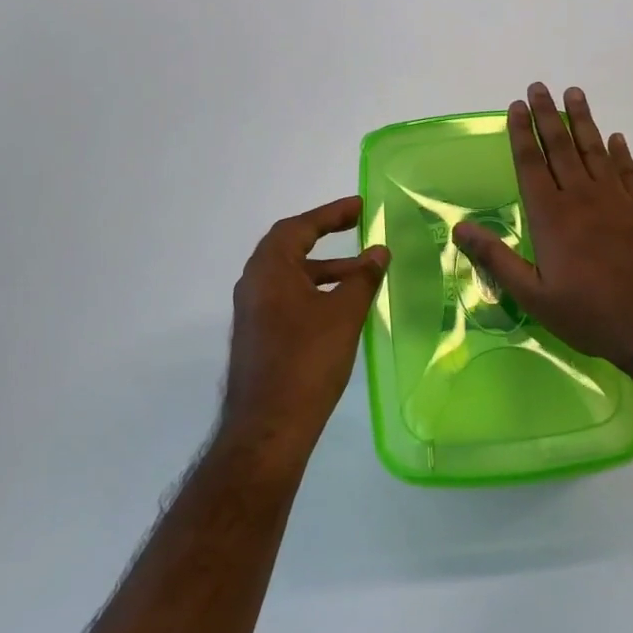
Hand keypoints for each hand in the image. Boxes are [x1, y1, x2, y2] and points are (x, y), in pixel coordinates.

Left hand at [222, 197, 388, 468]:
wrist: (269, 426)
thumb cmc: (307, 360)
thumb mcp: (343, 314)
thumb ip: (362, 278)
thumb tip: (379, 251)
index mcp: (269, 269)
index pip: (299, 227)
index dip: (331, 213)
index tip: (361, 206)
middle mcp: (254, 283)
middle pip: (290, 247)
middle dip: (326, 236)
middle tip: (359, 228)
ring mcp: (253, 311)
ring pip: (291, 276)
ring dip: (324, 268)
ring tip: (363, 274)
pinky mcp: (258, 335)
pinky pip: (287, 298)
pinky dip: (314, 291)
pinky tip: (342, 308)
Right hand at [453, 84, 632, 377]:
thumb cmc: (589, 314)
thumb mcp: (533, 296)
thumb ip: (496, 258)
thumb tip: (458, 227)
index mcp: (551, 216)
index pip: (531, 164)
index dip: (521, 133)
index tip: (516, 106)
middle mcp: (582, 197)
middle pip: (561, 147)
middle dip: (547, 115)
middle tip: (539, 86)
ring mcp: (617, 200)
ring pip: (595, 150)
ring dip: (583, 121)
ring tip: (574, 94)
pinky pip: (628, 171)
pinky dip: (620, 152)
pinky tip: (616, 138)